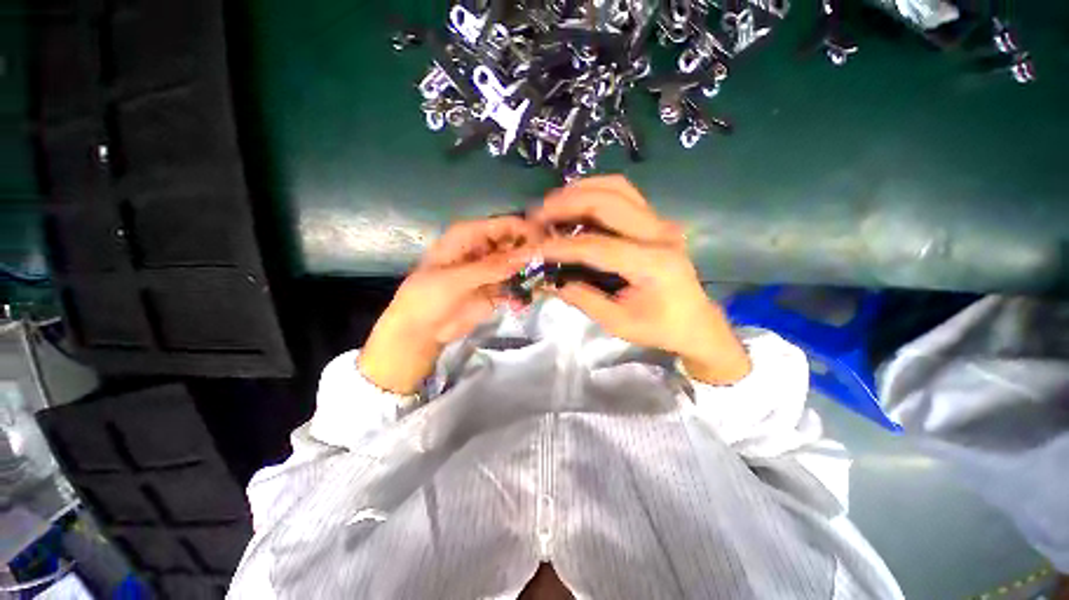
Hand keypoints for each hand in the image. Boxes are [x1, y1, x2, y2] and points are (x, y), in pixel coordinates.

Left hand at [359, 216, 539, 393]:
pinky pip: (516, 286)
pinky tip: (527, 300)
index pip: (504, 225)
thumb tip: (528, 255)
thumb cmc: (428, 297)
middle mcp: (483, 249)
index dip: (525, 230)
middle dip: (532, 253)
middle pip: (515, 244)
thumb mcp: (457, 279)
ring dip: (531, 273)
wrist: (421, 331)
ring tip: (545, 283)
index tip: (547, 243)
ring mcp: (491, 271)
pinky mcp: (496, 290)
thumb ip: (492, 267)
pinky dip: (523, 292)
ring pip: (518, 265)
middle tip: (551, 265)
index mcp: (469, 236)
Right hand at [533, 176, 750, 384]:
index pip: (596, 246)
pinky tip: (576, 202)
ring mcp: (660, 222)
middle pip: (607, 202)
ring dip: (580, 190)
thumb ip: (583, 299)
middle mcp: (659, 234)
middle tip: (537, 215)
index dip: (560, 246)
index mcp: (652, 264)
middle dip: (566, 204)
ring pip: (617, 188)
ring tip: (552, 204)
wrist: (696, 322)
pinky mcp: (656, 221)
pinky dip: (595, 191)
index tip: (531, 248)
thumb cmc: (660, 328)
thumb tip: (550, 282)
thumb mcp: (618, 322)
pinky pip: (623, 193)